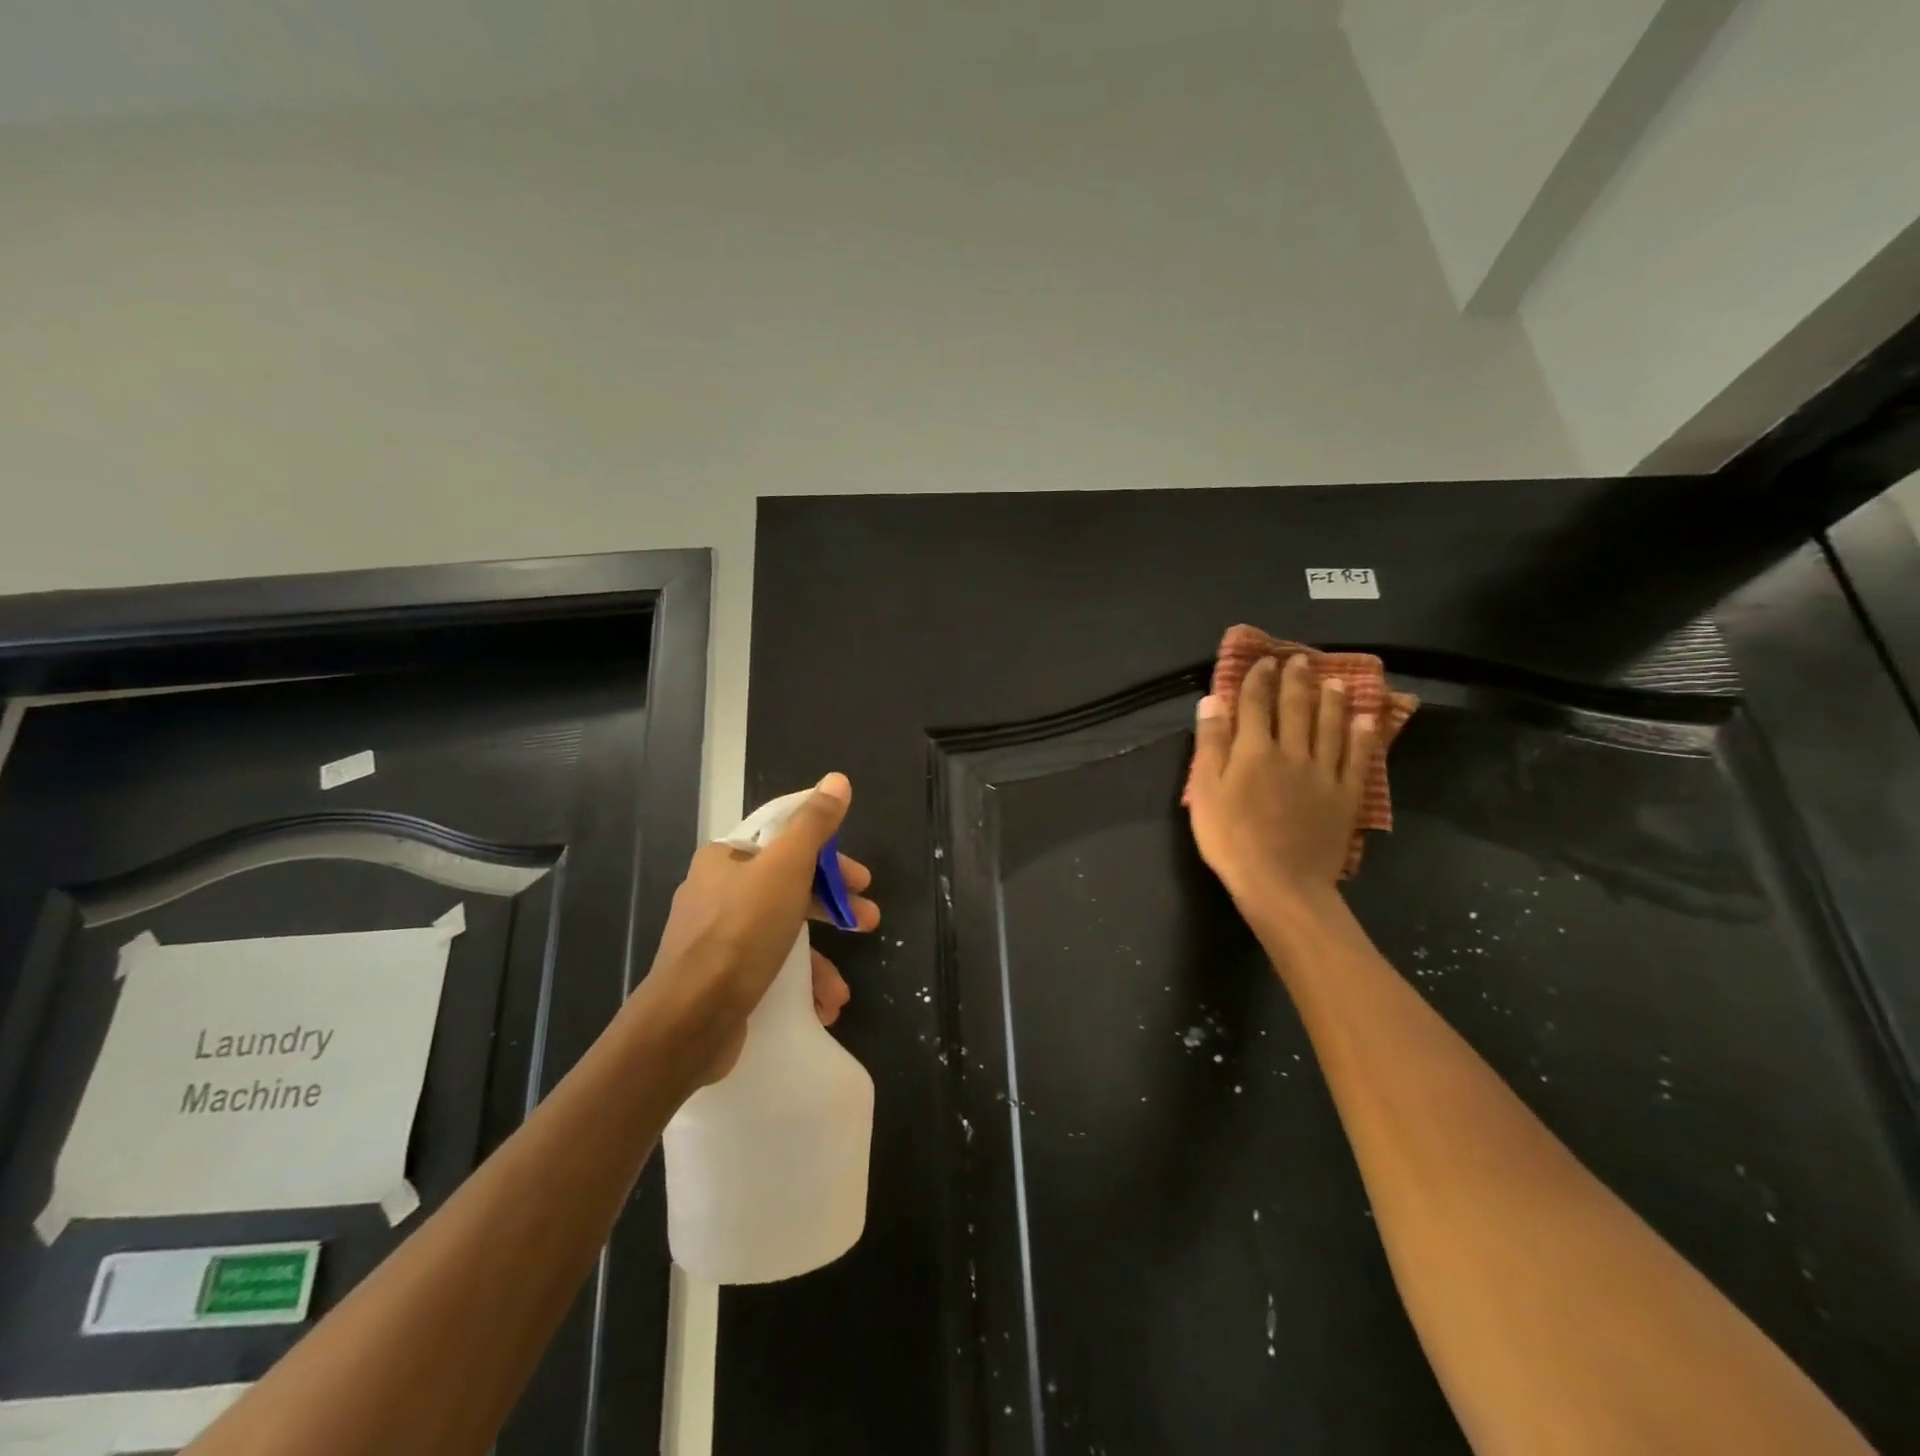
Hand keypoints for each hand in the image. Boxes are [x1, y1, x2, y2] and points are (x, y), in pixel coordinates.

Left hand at [638, 773, 879, 1086]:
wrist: (689, 1020)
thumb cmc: (741, 932)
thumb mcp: (786, 868)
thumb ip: (814, 824)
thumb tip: (837, 780)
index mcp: (726, 859)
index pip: (786, 840)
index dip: (829, 855)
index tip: (861, 878)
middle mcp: (716, 893)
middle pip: (788, 887)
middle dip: (833, 907)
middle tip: (867, 921)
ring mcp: (716, 939)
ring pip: (782, 933)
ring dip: (820, 957)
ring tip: (843, 989)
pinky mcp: (719, 979)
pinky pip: (768, 969)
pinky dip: (798, 984)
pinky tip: (820, 1006)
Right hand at [1187, 655, 1377, 904]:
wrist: (1281, 884)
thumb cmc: (1231, 839)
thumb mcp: (1205, 792)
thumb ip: (1211, 745)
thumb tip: (1212, 700)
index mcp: (1254, 751)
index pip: (1255, 705)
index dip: (1258, 680)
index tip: (1264, 661)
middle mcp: (1292, 752)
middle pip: (1296, 708)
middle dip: (1296, 681)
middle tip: (1301, 659)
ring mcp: (1323, 774)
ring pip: (1330, 726)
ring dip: (1332, 700)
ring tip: (1334, 681)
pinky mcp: (1345, 796)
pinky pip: (1356, 758)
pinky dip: (1362, 735)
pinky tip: (1365, 719)